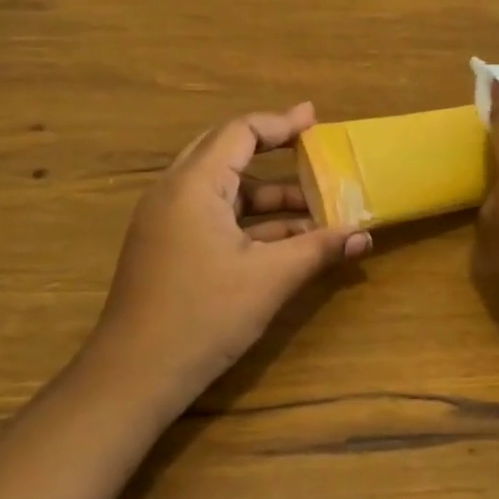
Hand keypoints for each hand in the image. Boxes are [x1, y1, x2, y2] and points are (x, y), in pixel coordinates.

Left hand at [92, 103, 369, 411]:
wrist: (133, 377)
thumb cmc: (203, 316)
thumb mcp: (269, 279)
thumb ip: (318, 249)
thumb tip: (364, 235)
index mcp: (193, 185)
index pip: (240, 132)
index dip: (281, 124)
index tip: (315, 121)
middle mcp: (174, 192)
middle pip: (226, 151)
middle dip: (272, 149)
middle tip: (311, 146)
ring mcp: (166, 221)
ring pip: (222, 188)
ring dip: (266, 194)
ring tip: (315, 205)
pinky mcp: (167, 247)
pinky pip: (212, 215)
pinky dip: (248, 219)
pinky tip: (286, 238)